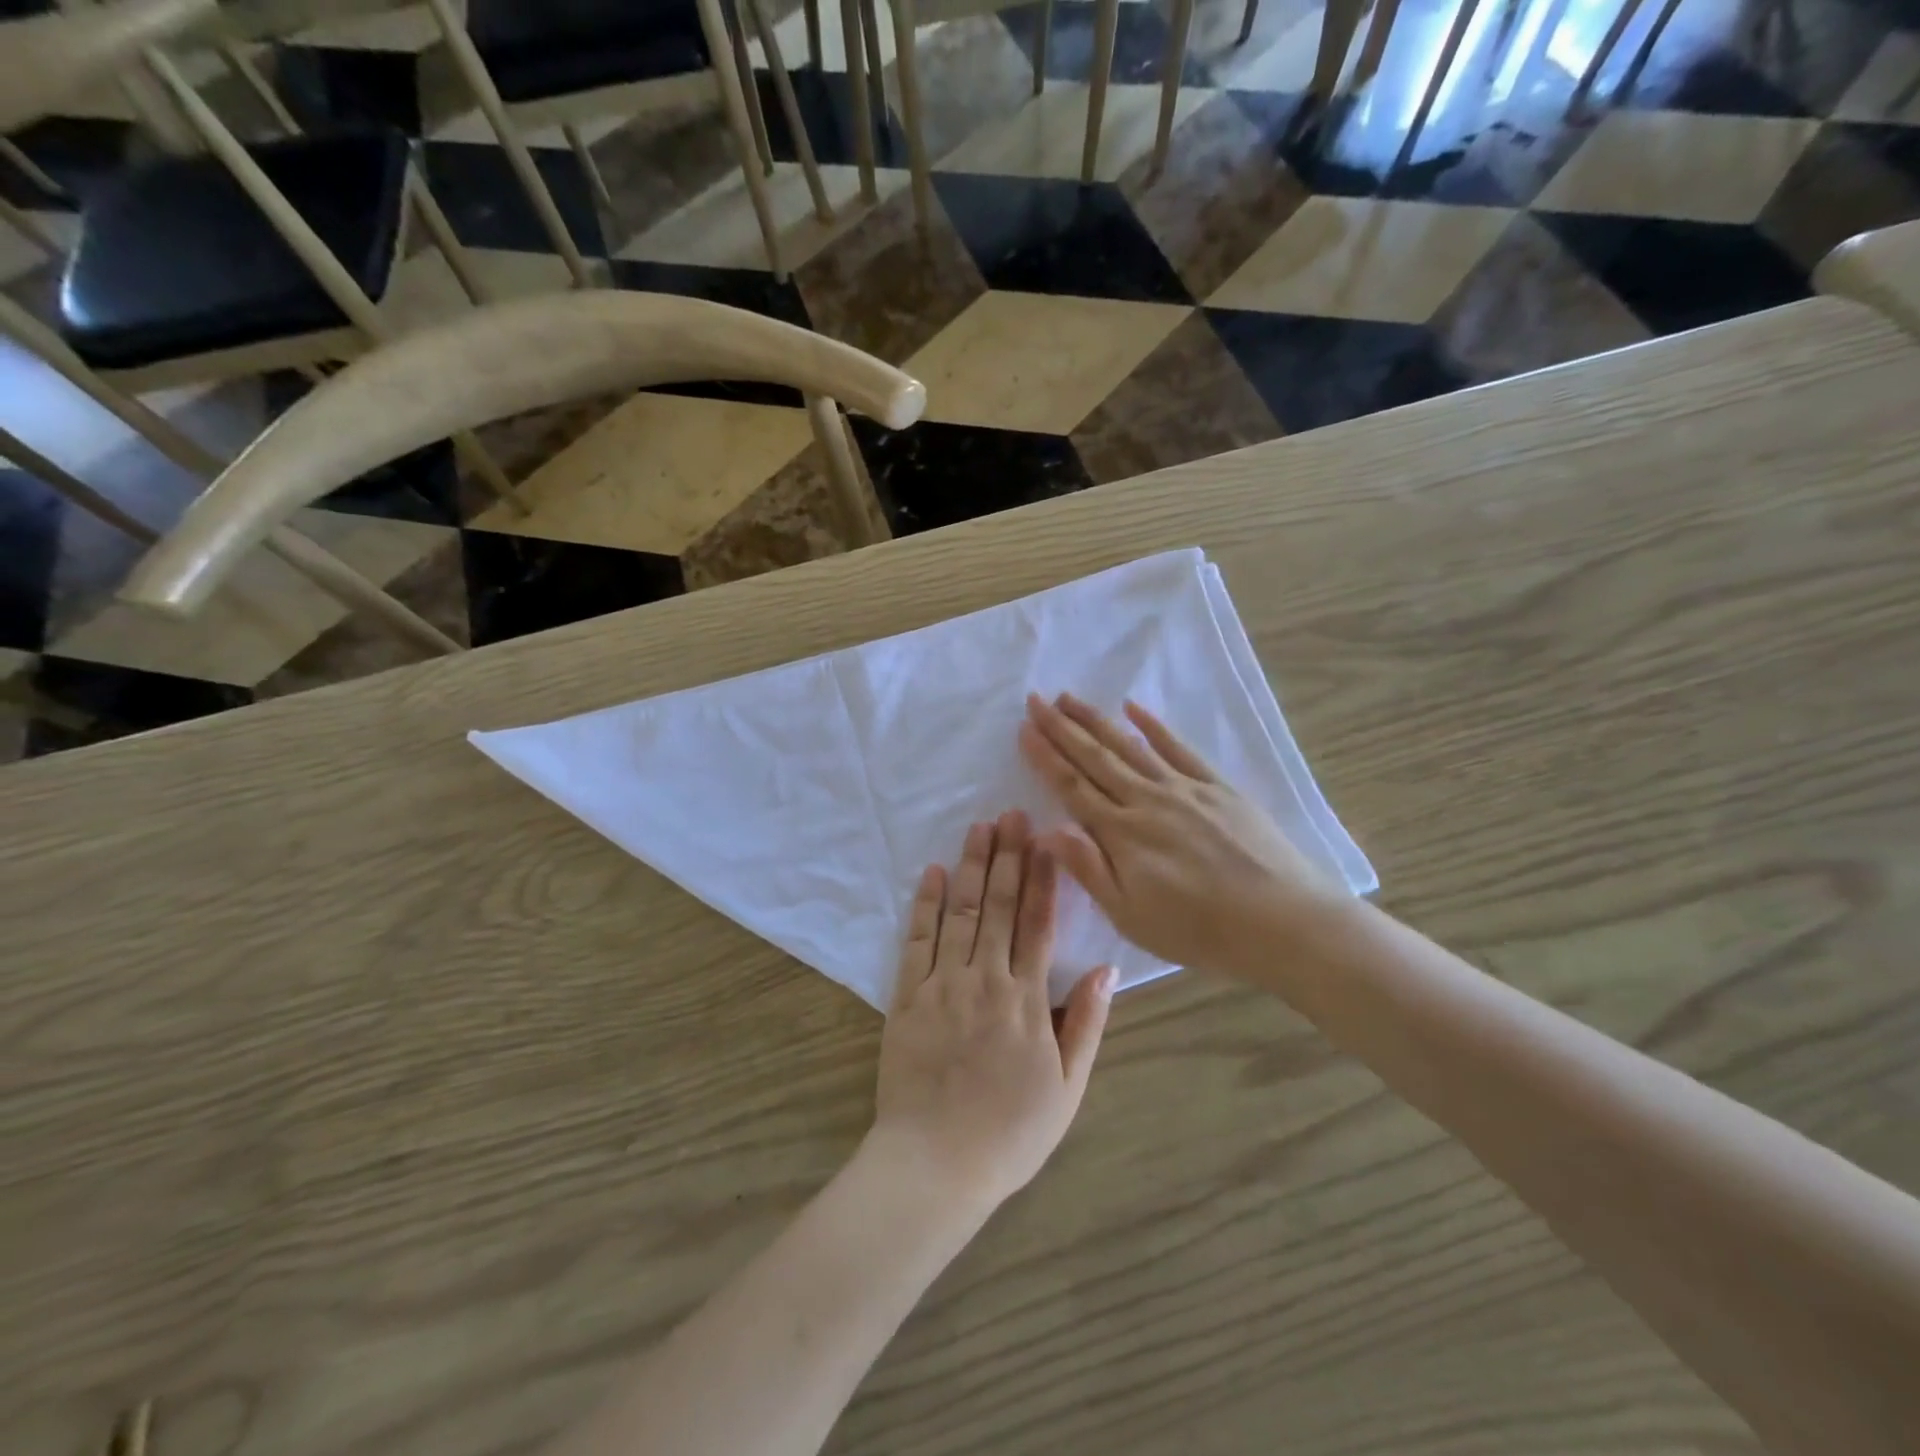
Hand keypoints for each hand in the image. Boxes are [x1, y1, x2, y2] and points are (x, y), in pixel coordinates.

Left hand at [871, 811, 1114, 1212]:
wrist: (934, 1164)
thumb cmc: (1009, 1133)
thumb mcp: (1066, 1088)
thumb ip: (1085, 1024)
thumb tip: (1107, 968)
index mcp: (1027, 1000)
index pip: (1038, 924)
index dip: (1044, 878)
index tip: (1047, 839)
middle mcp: (986, 979)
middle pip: (998, 906)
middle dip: (1007, 856)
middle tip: (1012, 813)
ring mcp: (943, 984)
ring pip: (960, 912)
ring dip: (970, 866)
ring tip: (979, 827)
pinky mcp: (906, 996)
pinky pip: (917, 940)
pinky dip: (924, 903)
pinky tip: (931, 872)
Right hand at [1019, 693, 1343, 972]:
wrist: (1282, 922)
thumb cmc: (1198, 930)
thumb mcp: (1130, 915)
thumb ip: (1087, 868)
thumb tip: (1045, 829)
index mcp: (1121, 833)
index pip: (1072, 786)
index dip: (1045, 756)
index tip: (1024, 729)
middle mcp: (1146, 800)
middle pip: (1095, 758)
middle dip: (1062, 727)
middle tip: (1037, 699)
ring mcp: (1184, 789)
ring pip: (1130, 746)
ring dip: (1097, 720)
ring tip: (1070, 698)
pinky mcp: (1217, 788)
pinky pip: (1178, 748)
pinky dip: (1154, 726)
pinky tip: (1135, 708)